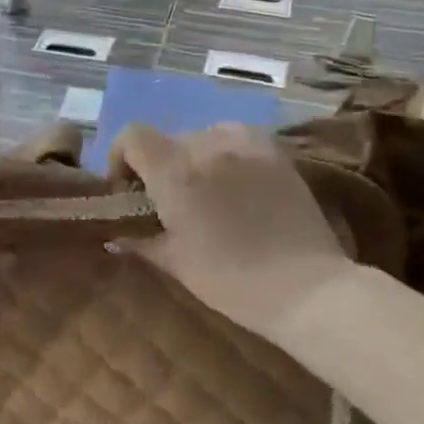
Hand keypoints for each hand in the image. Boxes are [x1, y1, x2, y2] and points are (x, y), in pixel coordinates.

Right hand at [115, 122, 356, 339]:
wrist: (306, 287)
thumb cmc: (231, 279)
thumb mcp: (176, 264)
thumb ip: (141, 242)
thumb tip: (116, 236)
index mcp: (174, 172)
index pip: (132, 136)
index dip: (121, 156)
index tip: (127, 187)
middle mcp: (207, 146)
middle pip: (168, 139)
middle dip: (160, 166)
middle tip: (168, 201)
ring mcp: (246, 145)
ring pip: (203, 136)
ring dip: (194, 158)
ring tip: (206, 190)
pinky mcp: (276, 152)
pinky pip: (238, 138)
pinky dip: (227, 152)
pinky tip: (236, 181)